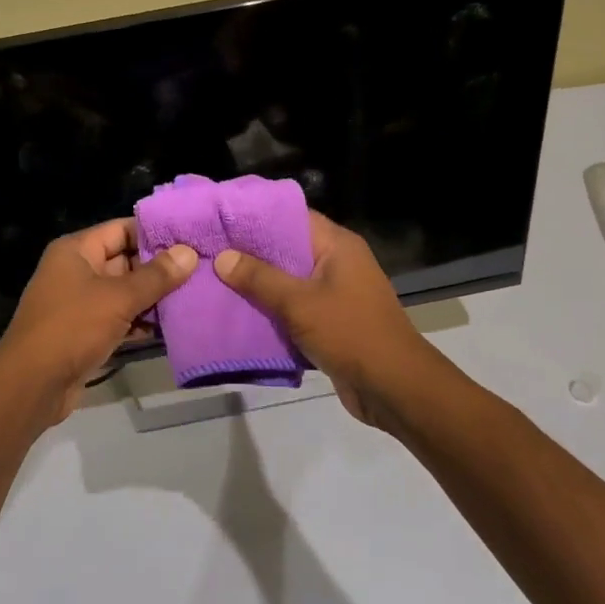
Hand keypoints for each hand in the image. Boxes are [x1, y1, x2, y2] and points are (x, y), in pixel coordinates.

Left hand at [0, 219, 197, 425]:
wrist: (32, 384)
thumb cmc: (72, 327)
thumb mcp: (118, 298)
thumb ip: (156, 276)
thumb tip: (189, 253)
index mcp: (77, 250)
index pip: (122, 229)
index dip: (155, 232)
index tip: (192, 237)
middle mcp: (77, 271)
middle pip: (126, 260)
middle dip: (161, 268)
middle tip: (202, 269)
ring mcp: (81, 303)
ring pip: (125, 292)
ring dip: (155, 298)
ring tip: (196, 296)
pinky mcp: (86, 332)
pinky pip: (120, 318)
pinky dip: (142, 322)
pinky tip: (174, 327)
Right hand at [213, 212, 443, 428]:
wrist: (393, 387)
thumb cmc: (350, 333)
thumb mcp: (299, 302)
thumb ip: (259, 278)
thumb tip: (223, 257)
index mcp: (337, 244)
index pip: (291, 216)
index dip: (256, 216)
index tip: (221, 219)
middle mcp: (338, 261)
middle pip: (287, 247)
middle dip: (251, 252)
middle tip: (210, 250)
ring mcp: (336, 292)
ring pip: (289, 279)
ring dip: (259, 283)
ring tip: (216, 278)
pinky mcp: (332, 320)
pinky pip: (295, 305)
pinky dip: (272, 308)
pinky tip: (240, 310)